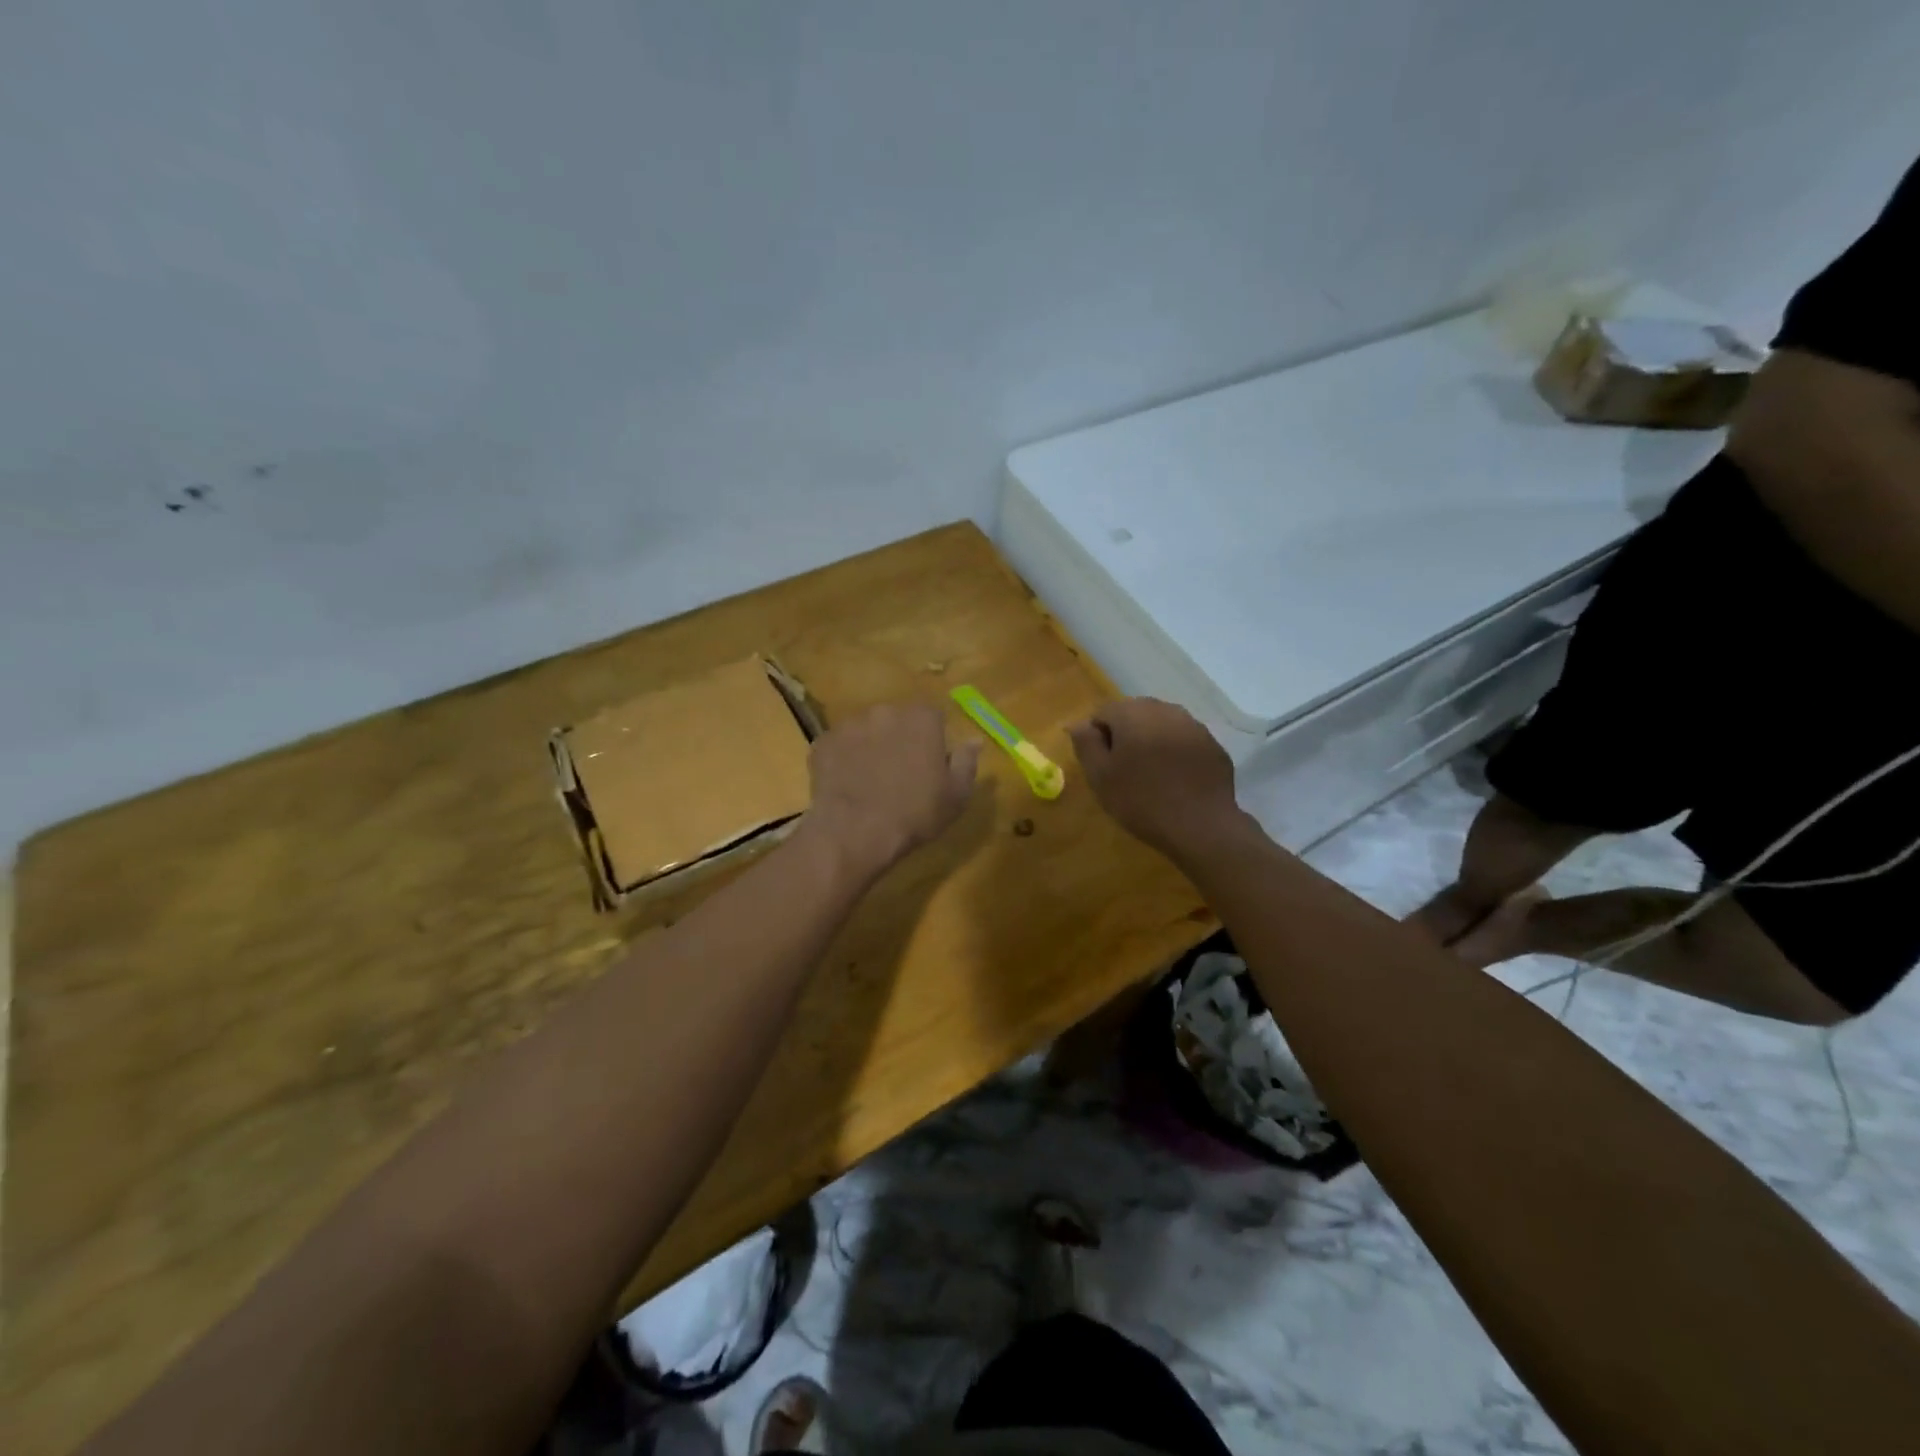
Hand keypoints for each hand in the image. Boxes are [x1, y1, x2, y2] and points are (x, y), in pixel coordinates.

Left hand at [803, 701, 980, 879]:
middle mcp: (885, 710)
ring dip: (871, 747)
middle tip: (900, 773)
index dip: (933, 740)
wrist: (855, 832)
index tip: (930, 764)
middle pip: (897, 720)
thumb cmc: (915, 813)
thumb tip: (975, 740)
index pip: (933, 717)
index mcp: (922, 718)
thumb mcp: (956, 794)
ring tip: (870, 781)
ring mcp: (850, 724)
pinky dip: (844, 760)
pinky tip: (848, 785)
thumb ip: (967, 761)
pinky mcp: (823, 742)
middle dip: (900, 739)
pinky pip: (839, 746)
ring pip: (866, 731)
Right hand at [1067, 698, 1244, 859]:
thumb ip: (1086, 743)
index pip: (1102, 712)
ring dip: (1151, 742)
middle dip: (1125, 736)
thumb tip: (1079, 723)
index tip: (1101, 766)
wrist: (1201, 826)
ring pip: (1161, 726)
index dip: (1096, 737)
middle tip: (1123, 771)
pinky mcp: (1213, 745)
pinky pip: (1184, 741)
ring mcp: (1194, 725)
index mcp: (1133, 713)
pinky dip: (1175, 752)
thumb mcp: (1100, 776)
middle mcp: (1164, 709)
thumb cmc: (1141, 800)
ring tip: (1150, 775)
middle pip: (1134, 714)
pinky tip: (1175, 780)